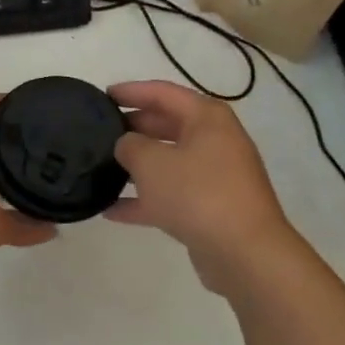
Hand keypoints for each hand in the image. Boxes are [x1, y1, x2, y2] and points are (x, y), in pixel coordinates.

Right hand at [108, 80, 298, 292]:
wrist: (245, 253)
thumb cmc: (198, 194)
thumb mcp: (152, 163)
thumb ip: (130, 146)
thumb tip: (126, 145)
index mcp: (207, 118)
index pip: (163, 93)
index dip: (132, 91)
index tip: (103, 96)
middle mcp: (215, 141)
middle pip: (167, 125)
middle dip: (134, 128)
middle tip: (100, 133)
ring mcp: (215, 177)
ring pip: (169, 162)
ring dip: (137, 166)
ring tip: (102, 168)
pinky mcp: (210, 209)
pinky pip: (171, 196)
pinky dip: (145, 200)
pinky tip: (111, 210)